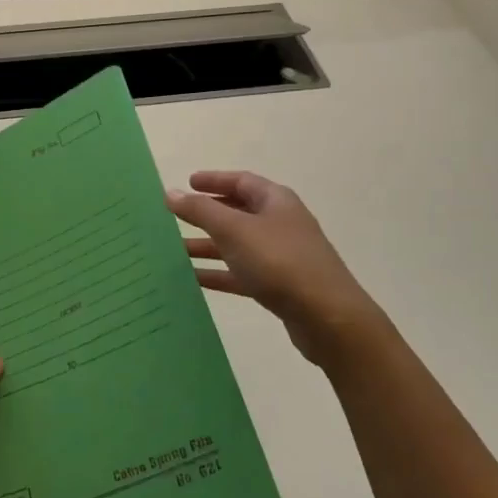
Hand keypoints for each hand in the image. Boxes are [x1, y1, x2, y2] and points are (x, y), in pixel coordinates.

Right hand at [168, 170, 389, 366]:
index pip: (241, 181)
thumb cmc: (280, 262)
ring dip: (208, 246)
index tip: (187, 183)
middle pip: (239, 212)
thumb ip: (201, 210)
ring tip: (176, 250)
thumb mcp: (234, 231)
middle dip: (207, 214)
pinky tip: (194, 280)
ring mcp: (282, 256)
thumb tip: (170, 193)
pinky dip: (219, 273)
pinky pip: (242, 273)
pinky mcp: (280, 286)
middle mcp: (280, 223)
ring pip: (238, 245)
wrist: (327, 317)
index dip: (214, 180)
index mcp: (276, 201)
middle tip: (177, 216)